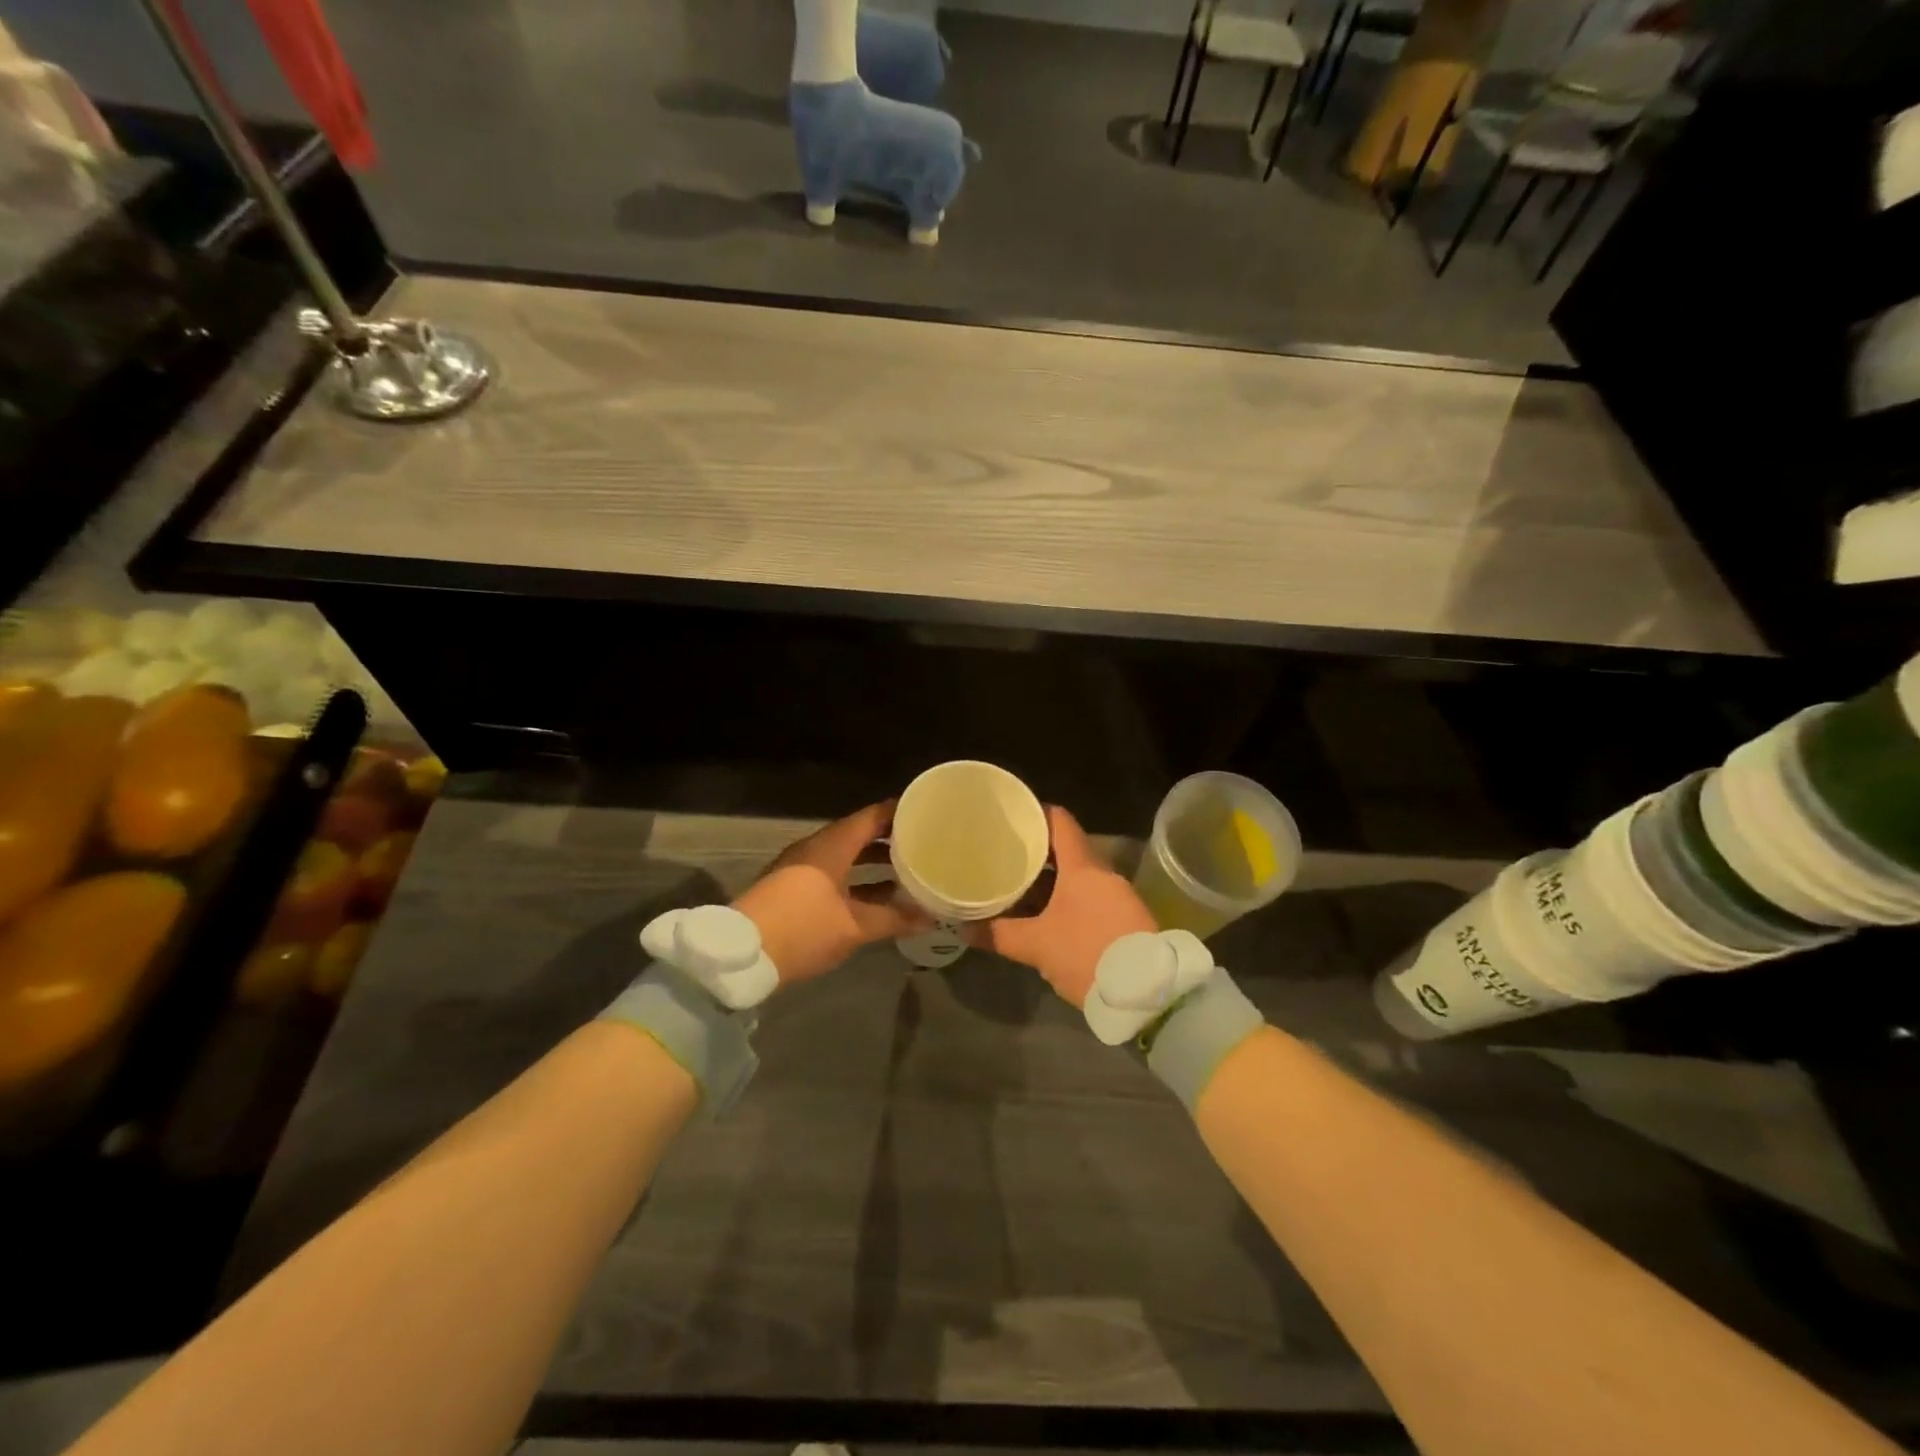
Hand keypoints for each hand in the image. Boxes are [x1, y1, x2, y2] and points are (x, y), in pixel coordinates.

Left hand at [734, 802, 930, 985]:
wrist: (741, 955)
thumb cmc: (803, 929)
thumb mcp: (853, 927)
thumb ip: (894, 919)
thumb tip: (929, 916)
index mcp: (832, 845)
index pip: (873, 816)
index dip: (900, 812)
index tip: (927, 813)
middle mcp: (816, 848)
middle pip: (858, 834)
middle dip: (890, 839)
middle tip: (923, 844)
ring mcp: (800, 866)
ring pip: (845, 855)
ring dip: (872, 862)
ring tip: (906, 871)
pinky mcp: (791, 886)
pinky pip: (832, 871)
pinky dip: (855, 877)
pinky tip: (875, 897)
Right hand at [971, 806, 1155, 1007]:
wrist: (1147, 994)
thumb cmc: (1087, 954)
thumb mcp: (1037, 946)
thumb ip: (999, 934)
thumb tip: (962, 928)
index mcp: (1083, 867)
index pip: (1060, 822)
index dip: (1036, 813)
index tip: (1013, 816)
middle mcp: (1104, 873)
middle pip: (1068, 849)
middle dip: (1037, 853)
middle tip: (1006, 855)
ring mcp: (1119, 895)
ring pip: (1079, 875)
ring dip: (1052, 879)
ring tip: (1020, 885)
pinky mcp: (1127, 918)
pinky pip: (1091, 895)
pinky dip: (1068, 897)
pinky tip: (1048, 913)